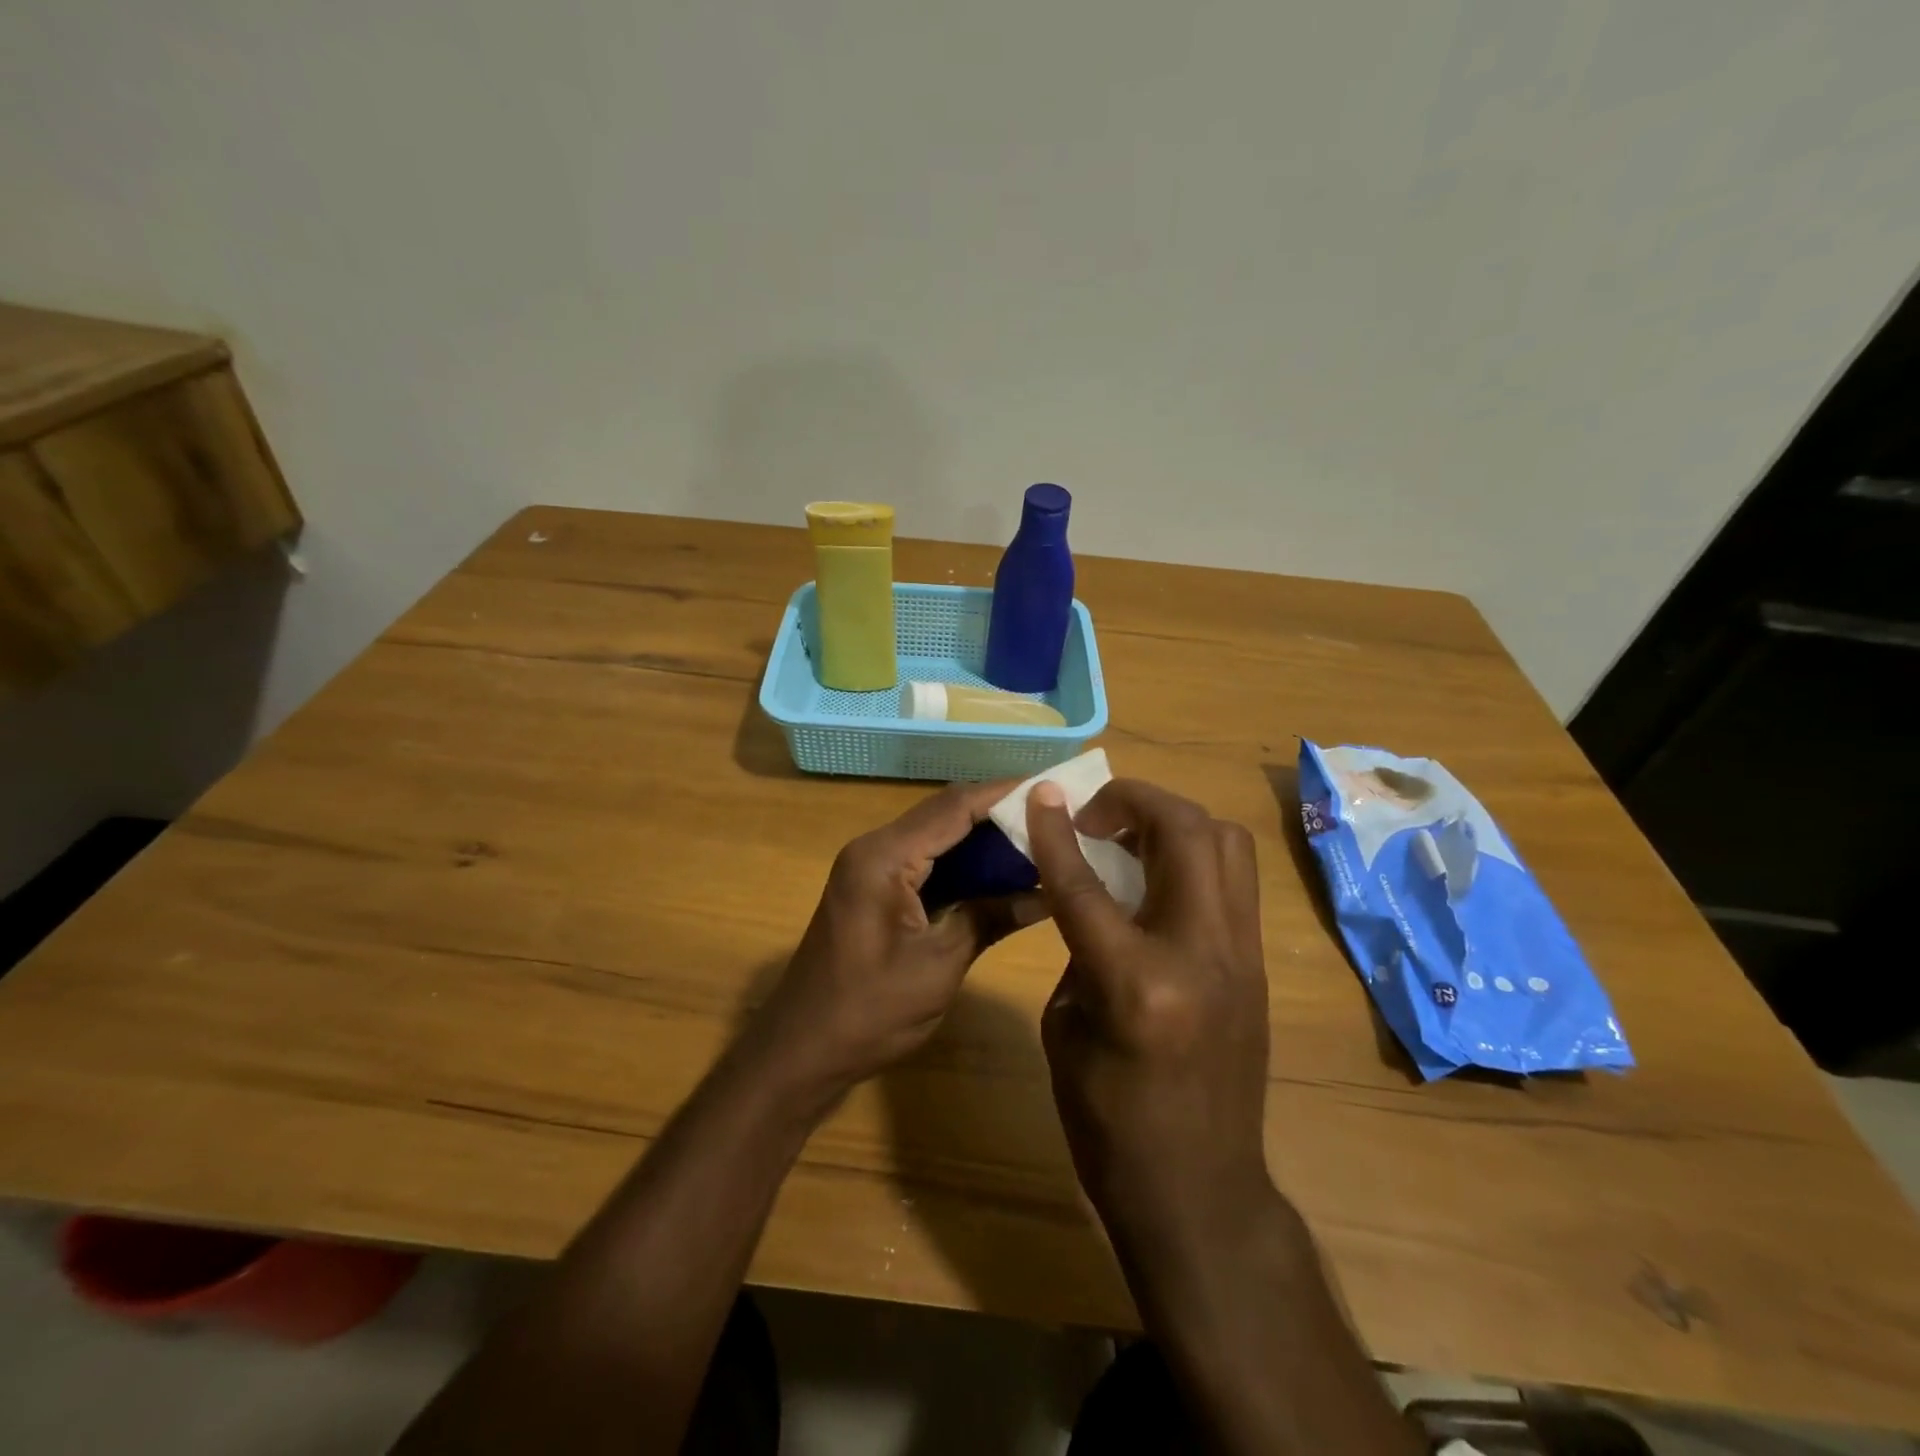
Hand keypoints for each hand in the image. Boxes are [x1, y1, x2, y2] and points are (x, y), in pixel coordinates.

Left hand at [750, 780, 1046, 1098]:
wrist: (800, 1051)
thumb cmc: (867, 1012)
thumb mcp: (939, 966)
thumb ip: (989, 918)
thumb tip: (1048, 893)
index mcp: (885, 858)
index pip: (954, 807)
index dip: (1005, 794)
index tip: (1055, 790)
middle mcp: (875, 849)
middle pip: (946, 813)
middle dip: (1000, 814)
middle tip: (1056, 818)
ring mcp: (871, 868)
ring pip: (938, 836)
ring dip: (984, 838)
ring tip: (1040, 841)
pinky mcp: (875, 889)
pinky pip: (926, 861)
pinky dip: (964, 863)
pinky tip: (1001, 873)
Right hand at [1026, 778, 1271, 1241]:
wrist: (1199, 1192)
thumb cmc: (1109, 1124)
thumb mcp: (1066, 1029)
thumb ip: (1080, 949)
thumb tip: (1094, 899)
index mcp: (1137, 982)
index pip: (1086, 882)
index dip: (1057, 830)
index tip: (1042, 795)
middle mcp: (1202, 954)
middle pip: (1184, 831)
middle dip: (1134, 800)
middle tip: (1095, 815)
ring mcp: (1242, 956)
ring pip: (1226, 842)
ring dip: (1172, 821)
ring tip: (1130, 837)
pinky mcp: (1259, 965)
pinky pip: (1232, 879)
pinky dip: (1193, 856)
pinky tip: (1158, 878)